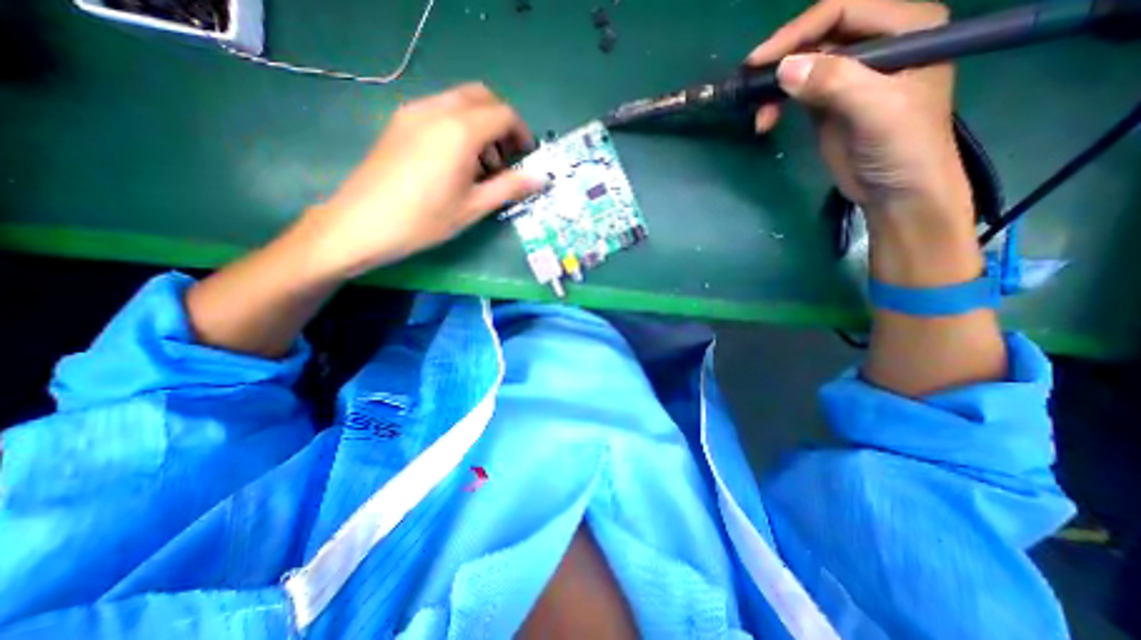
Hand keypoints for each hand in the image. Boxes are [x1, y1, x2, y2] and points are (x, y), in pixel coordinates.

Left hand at [293, 84, 542, 278]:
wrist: (362, 224)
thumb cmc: (425, 220)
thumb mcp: (474, 207)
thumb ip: (510, 187)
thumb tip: (541, 179)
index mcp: (459, 131)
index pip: (503, 114)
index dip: (522, 134)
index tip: (528, 157)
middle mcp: (437, 110)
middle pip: (482, 97)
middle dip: (502, 123)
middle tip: (507, 158)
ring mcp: (414, 112)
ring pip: (460, 101)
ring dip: (481, 123)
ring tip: (482, 165)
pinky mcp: (400, 122)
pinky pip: (439, 110)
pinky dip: (459, 126)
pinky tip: (456, 161)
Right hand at [750, 0, 970, 220]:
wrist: (896, 192)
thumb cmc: (902, 148)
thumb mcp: (877, 110)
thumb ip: (835, 83)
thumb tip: (784, 68)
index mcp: (905, 28)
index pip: (843, 10)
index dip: (798, 32)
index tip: (760, 61)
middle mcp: (877, 44)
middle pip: (818, 36)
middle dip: (782, 61)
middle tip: (752, 89)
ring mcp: (849, 75)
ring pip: (802, 65)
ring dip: (774, 88)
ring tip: (760, 117)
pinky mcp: (828, 103)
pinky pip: (796, 92)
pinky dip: (776, 104)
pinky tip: (766, 122)